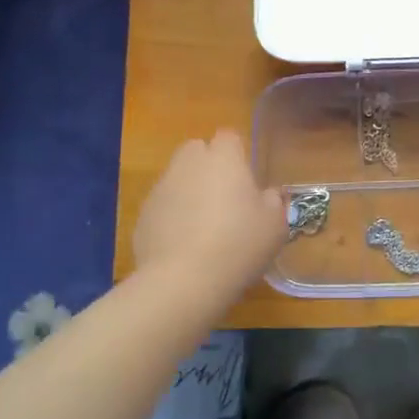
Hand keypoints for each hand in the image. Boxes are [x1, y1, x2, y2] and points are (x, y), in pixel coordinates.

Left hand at [133, 130, 286, 291]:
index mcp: (223, 158)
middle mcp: (188, 164)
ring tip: (203, 225)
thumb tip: (267, 195)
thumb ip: (273, 201)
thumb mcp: (275, 225)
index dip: (237, 154)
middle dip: (208, 165)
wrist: (183, 281)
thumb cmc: (239, 244)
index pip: (229, 136)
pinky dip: (172, 217)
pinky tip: (184, 245)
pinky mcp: (143, 215)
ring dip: (189, 191)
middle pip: (196, 150)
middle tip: (225, 197)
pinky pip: (162, 206)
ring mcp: (161, 188)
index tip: (247, 179)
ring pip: (177, 178)